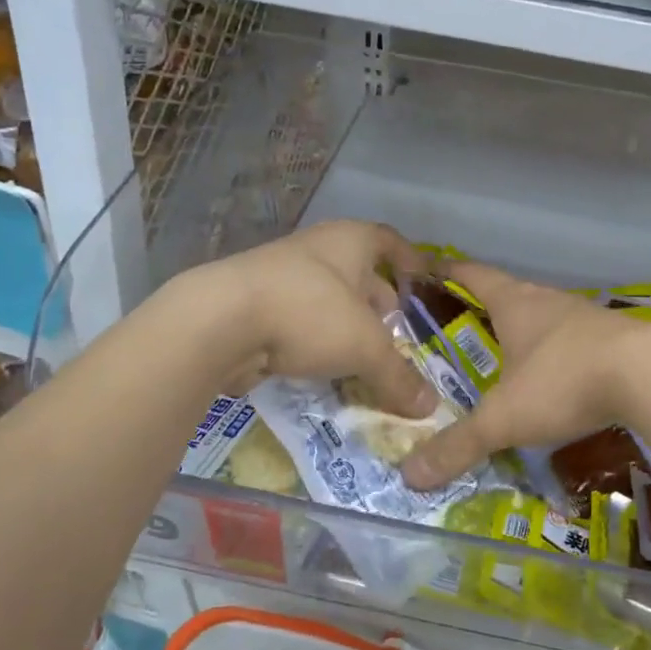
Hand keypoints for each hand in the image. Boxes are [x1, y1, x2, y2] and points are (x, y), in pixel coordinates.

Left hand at [188, 220, 437, 417]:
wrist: (220, 321)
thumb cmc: (309, 313)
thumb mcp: (365, 348)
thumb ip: (398, 376)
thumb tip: (430, 408)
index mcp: (349, 241)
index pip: (389, 241)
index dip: (409, 259)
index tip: (423, 279)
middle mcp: (316, 250)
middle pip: (357, 271)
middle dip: (377, 300)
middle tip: (395, 330)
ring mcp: (281, 275)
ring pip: (326, 298)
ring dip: (345, 323)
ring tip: (363, 354)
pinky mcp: (254, 304)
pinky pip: (298, 320)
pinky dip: (314, 340)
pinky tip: (323, 367)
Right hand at [401, 261, 650, 488]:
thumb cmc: (565, 381)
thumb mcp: (504, 418)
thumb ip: (458, 445)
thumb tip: (409, 477)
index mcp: (515, 304)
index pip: (472, 275)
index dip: (447, 272)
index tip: (427, 272)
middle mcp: (548, 301)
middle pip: (508, 294)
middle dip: (483, 307)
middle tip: (458, 328)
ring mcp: (586, 317)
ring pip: (544, 317)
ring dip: (524, 331)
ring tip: (505, 355)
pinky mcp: (615, 339)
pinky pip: (574, 340)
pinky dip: (557, 353)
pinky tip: (557, 377)